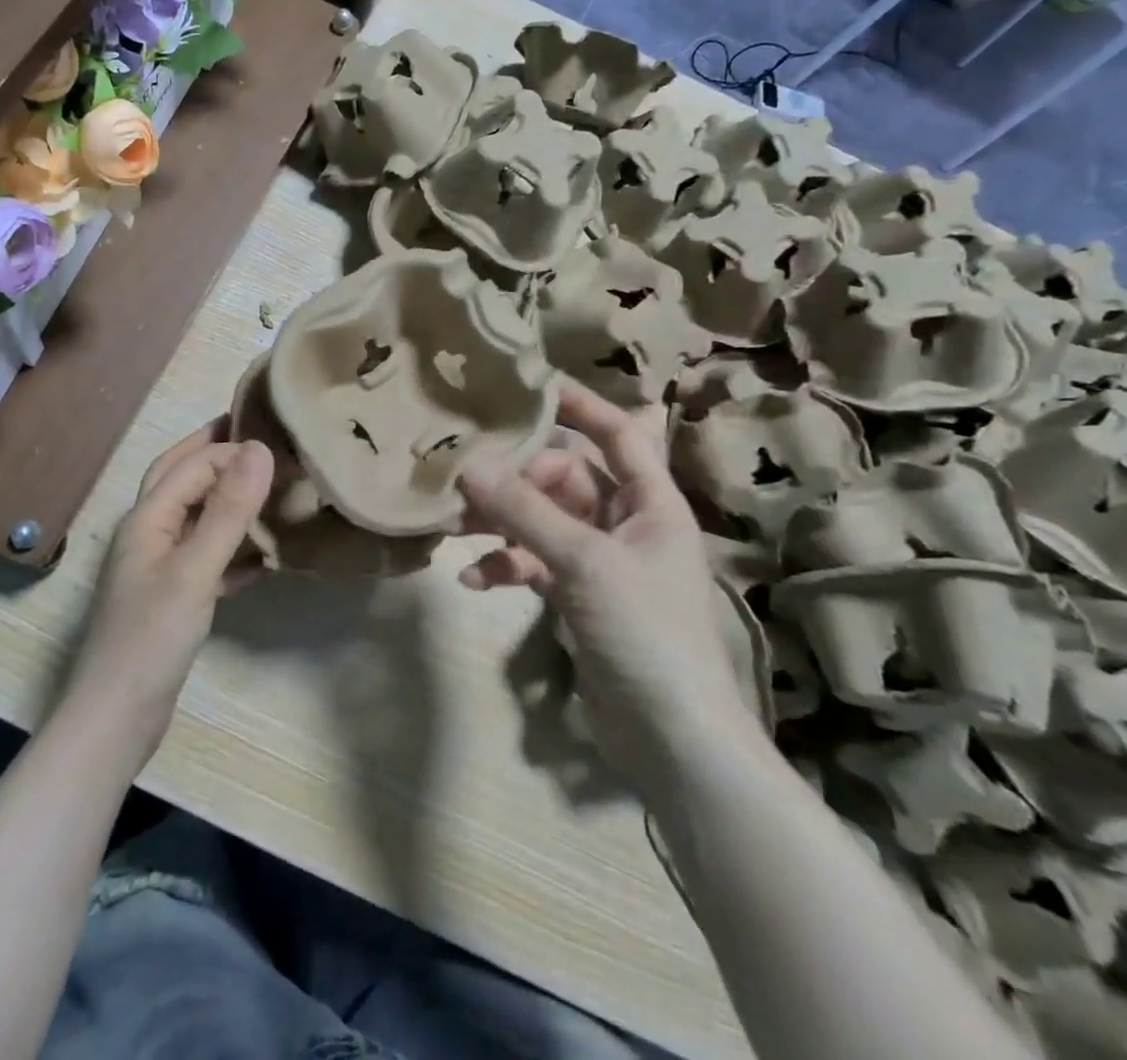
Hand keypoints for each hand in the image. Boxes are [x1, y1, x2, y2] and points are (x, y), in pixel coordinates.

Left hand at [63, 422, 273, 768]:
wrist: (116, 719)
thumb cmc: (152, 638)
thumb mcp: (195, 570)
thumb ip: (228, 510)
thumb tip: (260, 449)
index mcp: (147, 518)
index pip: (193, 465)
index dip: (234, 450)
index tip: (281, 445)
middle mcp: (148, 533)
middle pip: (182, 478)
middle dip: (216, 453)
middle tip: (258, 434)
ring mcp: (158, 566)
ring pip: (195, 517)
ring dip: (227, 498)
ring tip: (267, 486)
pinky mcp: (171, 597)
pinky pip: (205, 556)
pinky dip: (232, 546)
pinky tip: (263, 556)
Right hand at [459, 381, 753, 770]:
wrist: (671, 739)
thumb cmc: (645, 632)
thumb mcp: (585, 563)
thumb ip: (526, 512)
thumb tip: (469, 465)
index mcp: (650, 502)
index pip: (617, 434)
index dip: (579, 406)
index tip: (527, 386)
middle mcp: (626, 523)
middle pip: (565, 479)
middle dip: (516, 481)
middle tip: (467, 484)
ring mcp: (599, 562)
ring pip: (542, 522)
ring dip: (501, 524)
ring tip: (455, 529)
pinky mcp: (577, 598)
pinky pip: (533, 564)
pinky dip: (504, 567)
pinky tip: (470, 581)